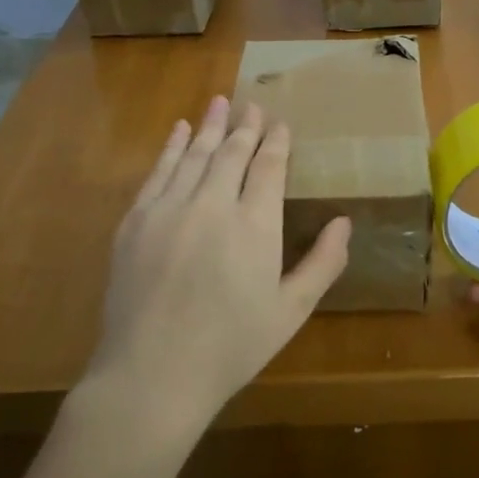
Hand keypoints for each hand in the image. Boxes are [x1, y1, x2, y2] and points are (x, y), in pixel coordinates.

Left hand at [91, 96, 350, 425]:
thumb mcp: (291, 311)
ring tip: (219, 102)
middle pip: (231, 153)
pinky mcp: (134, 222)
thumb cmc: (231, 347)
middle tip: (252, 106)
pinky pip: (157, 172)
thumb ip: (323, 263)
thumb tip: (344, 222)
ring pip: (194, 155)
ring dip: (208, 126)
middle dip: (245, 126)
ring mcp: (169, 209)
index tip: (279, 123)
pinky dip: (171, 148)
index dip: (276, 142)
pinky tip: (179, 132)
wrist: (152, 375)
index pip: (268, 168)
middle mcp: (212, 204)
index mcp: (255, 225)